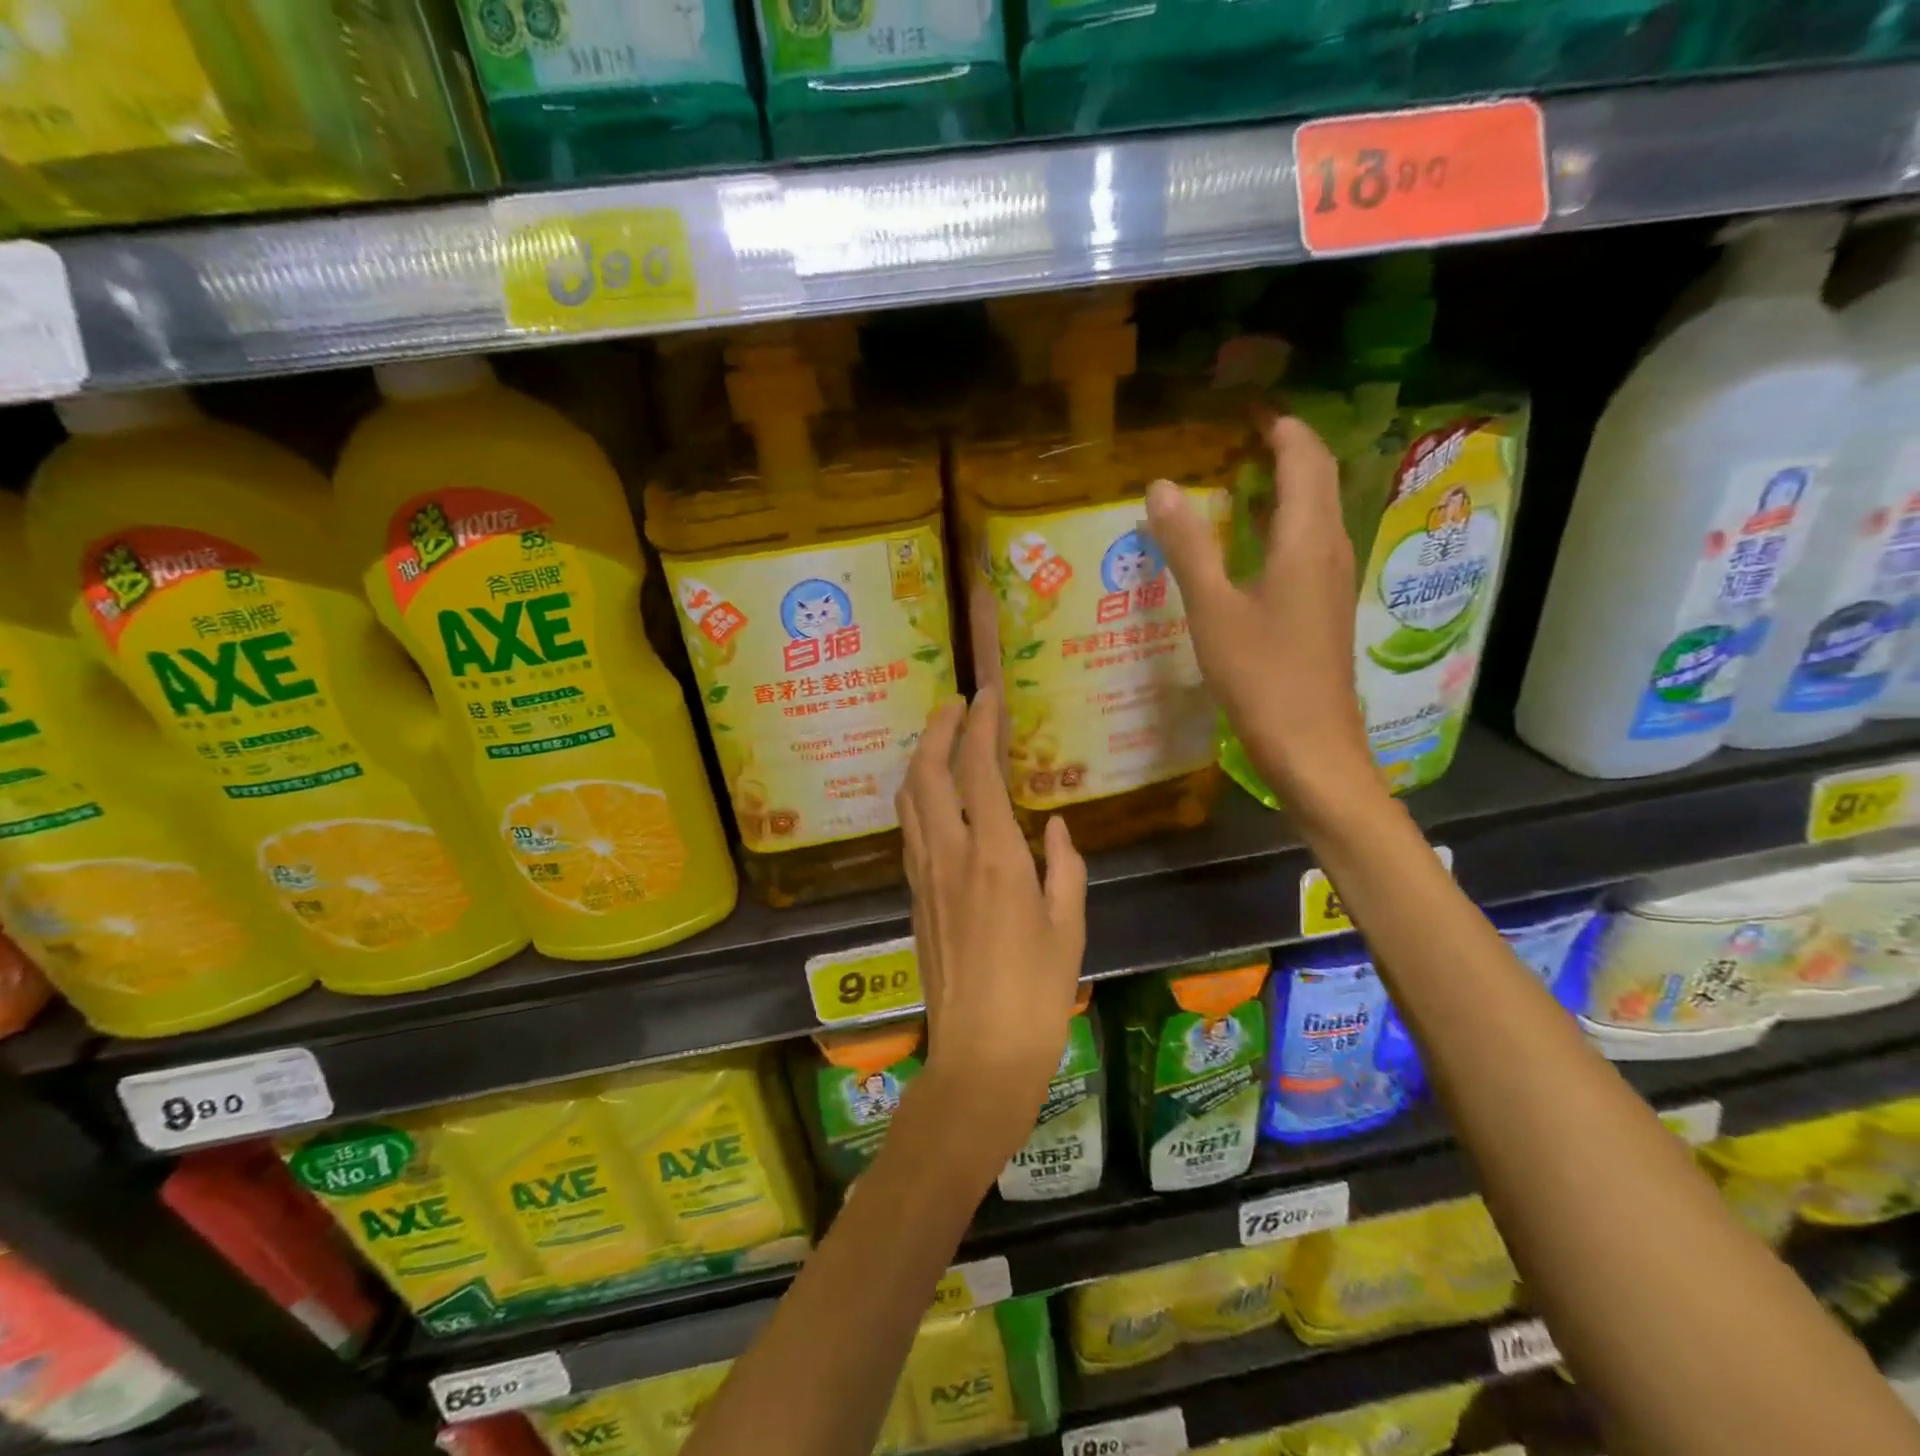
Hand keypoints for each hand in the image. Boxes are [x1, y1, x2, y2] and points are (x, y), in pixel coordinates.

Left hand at [895, 688, 1087, 1188]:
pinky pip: (909, 830)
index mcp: (995, 859)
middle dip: (937, 729)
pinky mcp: (913, 897)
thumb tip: (1057, 828)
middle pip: (927, 774)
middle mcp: (949, 856)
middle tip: (955, 703)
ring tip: (941, 739)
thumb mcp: (1070, 928)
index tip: (987, 694)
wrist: (979, 1058)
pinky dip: (919, 796)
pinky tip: (936, 797)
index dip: (979, 725)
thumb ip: (1065, 868)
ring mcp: (923, 876)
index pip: (977, 771)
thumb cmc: (1038, 997)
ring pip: (909, 800)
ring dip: (921, 759)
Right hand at [1146, 413, 1377, 810]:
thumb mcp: (1213, 610)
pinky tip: (1246, 546)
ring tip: (1235, 480)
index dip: (1280, 426)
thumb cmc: (1262, 677)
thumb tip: (1160, 487)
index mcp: (1306, 540)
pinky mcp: (1324, 609)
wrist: (1312, 747)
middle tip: (1236, 438)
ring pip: (1314, 514)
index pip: (1304, 458)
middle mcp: (1328, 550)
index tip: (1245, 409)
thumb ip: (1188, 547)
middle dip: (1283, 450)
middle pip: (1316, 479)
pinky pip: (1307, 546)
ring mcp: (1331, 581)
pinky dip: (1280, 526)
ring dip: (1282, 488)